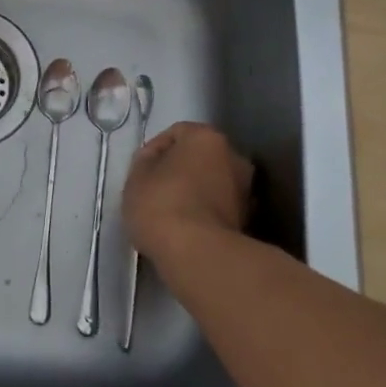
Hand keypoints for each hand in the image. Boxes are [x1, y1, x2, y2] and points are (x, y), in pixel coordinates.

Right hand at [122, 122, 253, 266]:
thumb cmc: (162, 204)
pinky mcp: (248, 220)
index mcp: (208, 137)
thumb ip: (146, 161)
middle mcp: (234, 156)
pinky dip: (205, 212)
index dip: (154, 149)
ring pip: (212, 182)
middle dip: (180, 169)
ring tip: (171, 213)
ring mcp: (246, 189)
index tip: (141, 171)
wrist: (198, 253)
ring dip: (194, 191)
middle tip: (155, 189)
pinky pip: (218, 207)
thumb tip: (156, 161)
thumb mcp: (136, 177)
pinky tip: (186, 229)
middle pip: (200, 157)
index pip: (176, 132)